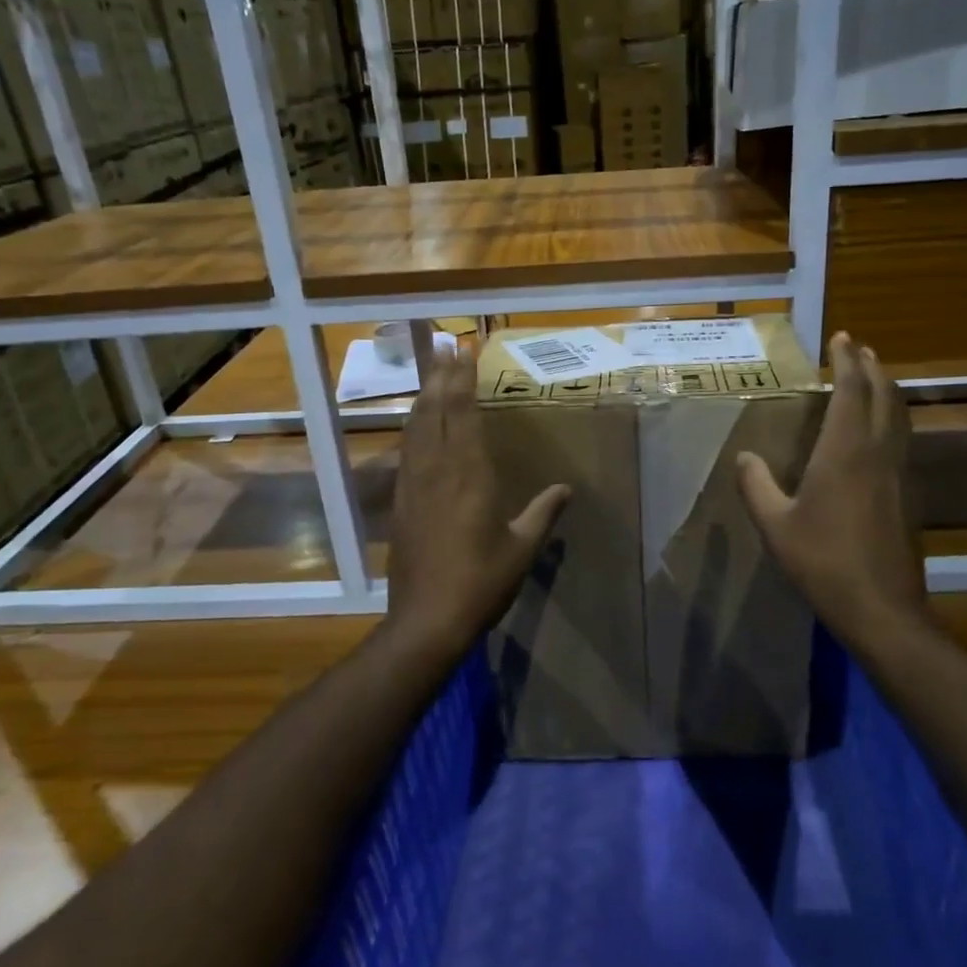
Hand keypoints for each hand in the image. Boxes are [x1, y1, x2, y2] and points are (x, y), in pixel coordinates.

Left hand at [385, 344, 569, 653]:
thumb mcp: (522, 548)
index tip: (464, 350)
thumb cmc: (481, 582)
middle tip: (445, 347)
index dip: (462, 378)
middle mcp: (436, 469)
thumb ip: (543, 513)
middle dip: (441, 376)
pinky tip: (416, 426)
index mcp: (468, 473)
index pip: (462, 412)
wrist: (426, 620)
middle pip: (435, 410)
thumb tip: (566, 489)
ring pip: (416, 427)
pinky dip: (413, 428)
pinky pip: (407, 451)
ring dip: (424, 396)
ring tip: (431, 374)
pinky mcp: (400, 502)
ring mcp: (413, 484)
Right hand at [737, 331, 929, 643]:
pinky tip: (878, 432)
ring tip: (873, 377)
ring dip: (886, 390)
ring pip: (899, 416)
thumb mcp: (775, 524)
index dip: (847, 360)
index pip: (851, 390)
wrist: (881, 608)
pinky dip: (891, 418)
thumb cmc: (822, 561)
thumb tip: (745, 456)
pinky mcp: (908, 494)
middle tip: (858, 348)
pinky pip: (901, 439)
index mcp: (844, 451)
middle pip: (883, 395)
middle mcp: (877, 452)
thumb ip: (756, 485)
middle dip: (872, 367)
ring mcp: (898, 473)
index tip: (841, 337)